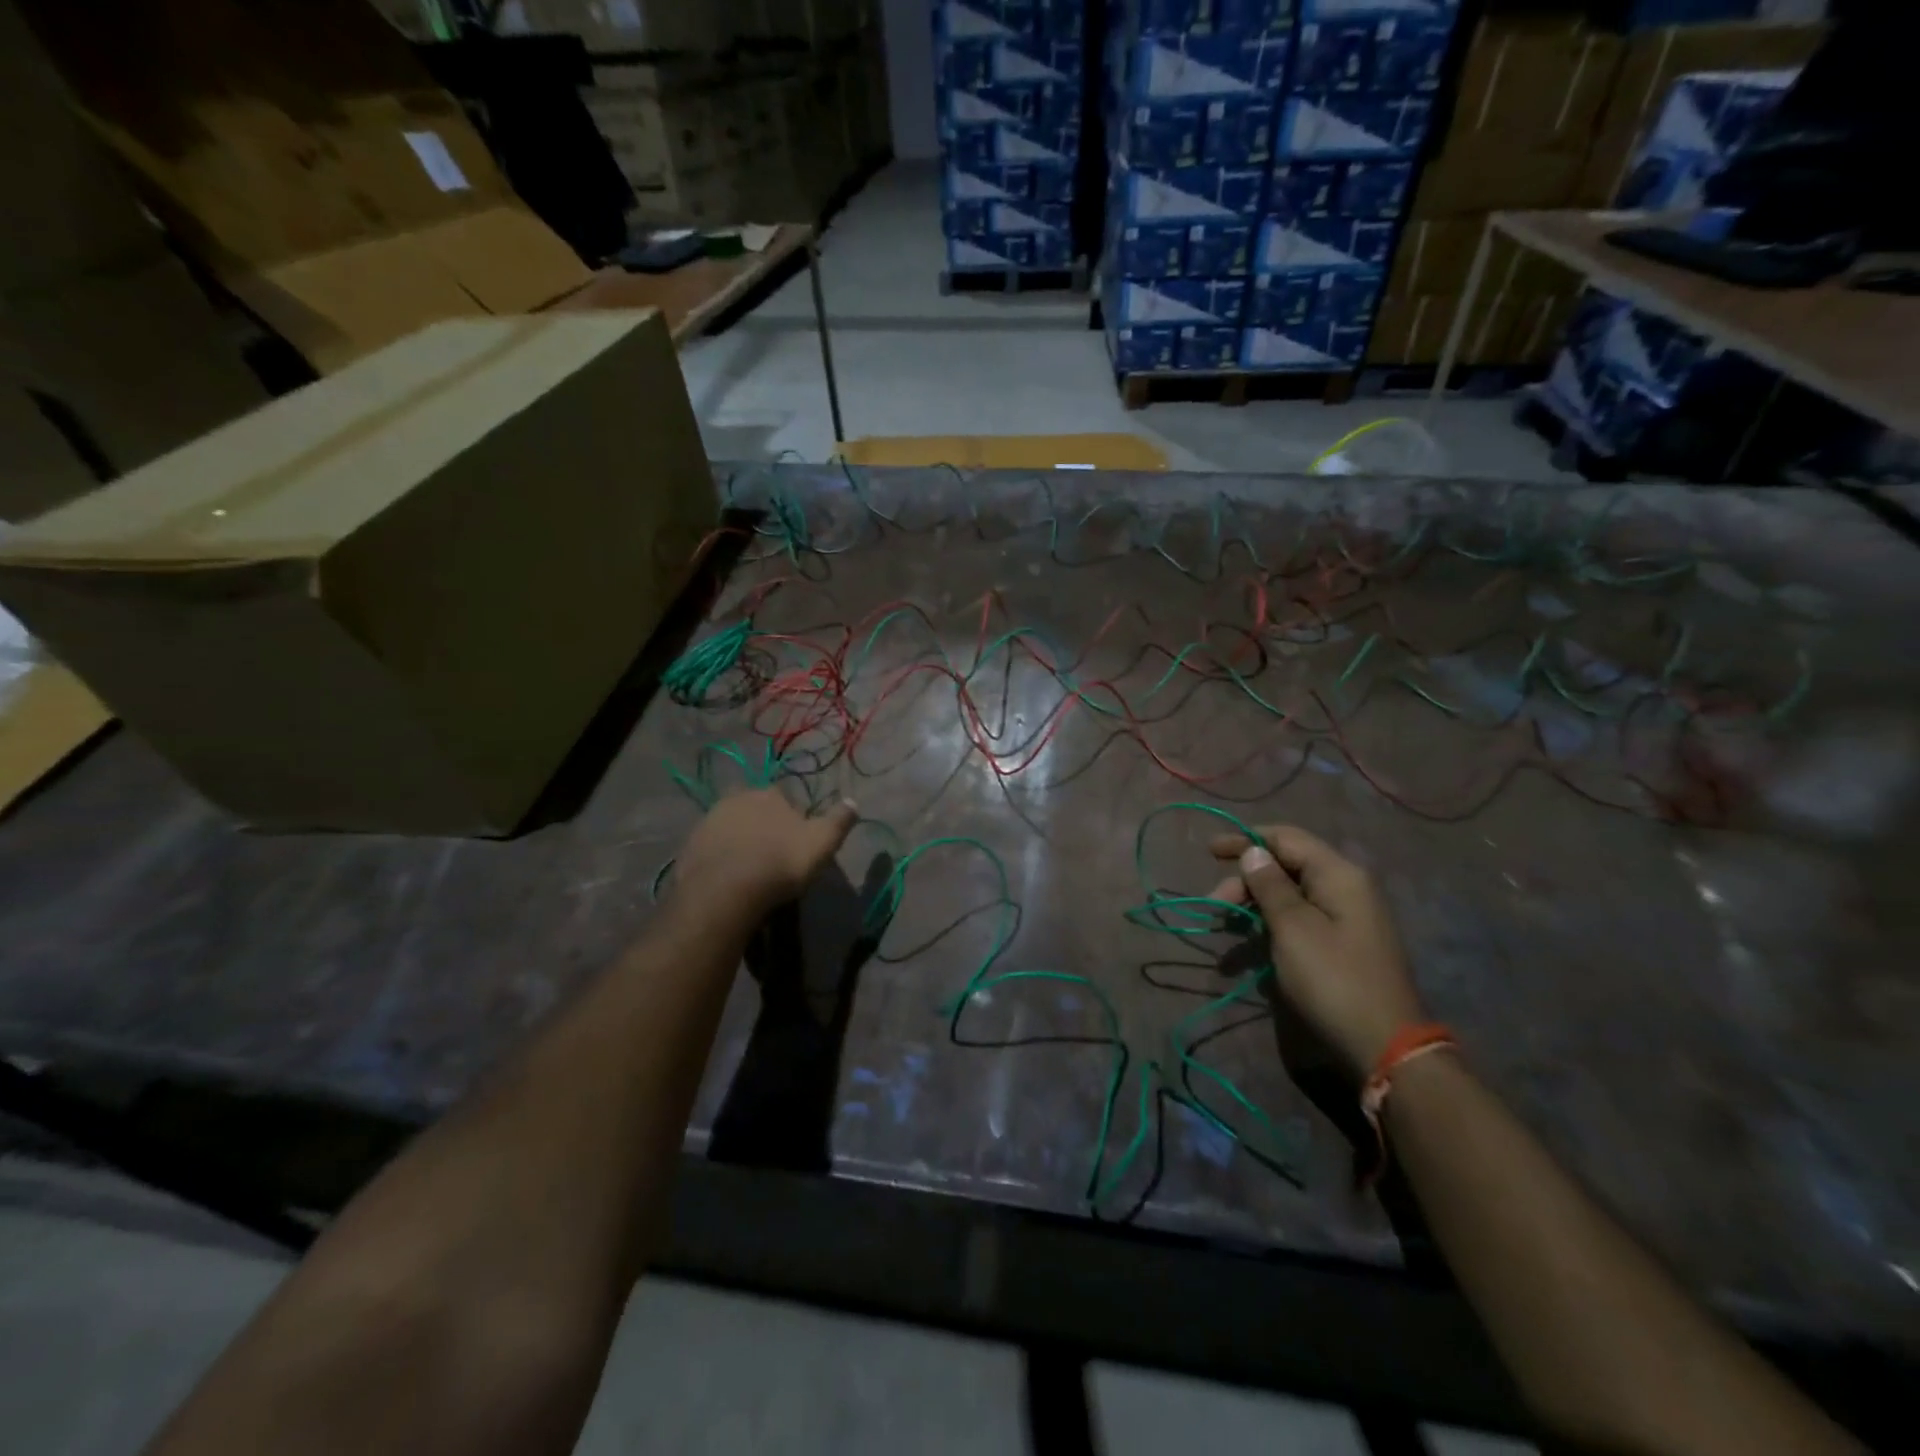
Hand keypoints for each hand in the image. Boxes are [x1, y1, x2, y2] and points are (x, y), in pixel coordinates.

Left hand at [673, 790, 857, 913]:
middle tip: (772, 856)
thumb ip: (839, 820)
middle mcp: (736, 799)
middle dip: (763, 827)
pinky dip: (720, 860)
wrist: (725, 891)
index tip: (796, 842)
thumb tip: (853, 802)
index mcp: (769, 794)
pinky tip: (729, 880)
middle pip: (754, 810)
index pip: (784, 798)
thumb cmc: (780, 862)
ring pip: (731, 828)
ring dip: (740, 842)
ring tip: (750, 871)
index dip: (792, 819)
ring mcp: (708, 821)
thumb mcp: (822, 842)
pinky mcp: (689, 847)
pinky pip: (711, 850)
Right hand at [1207, 825, 1424, 1074]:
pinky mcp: (1342, 944)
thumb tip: (1254, 851)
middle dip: (1245, 882)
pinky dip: (1270, 928)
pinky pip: (1299, 921)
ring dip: (1253, 908)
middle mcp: (1346, 888)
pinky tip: (1248, 951)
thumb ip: (1270, 885)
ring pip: (1289, 896)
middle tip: (1215, 907)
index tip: (1209, 851)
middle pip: (1286, 867)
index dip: (1246, 840)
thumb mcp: (1293, 928)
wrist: (1385, 1046)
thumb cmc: (1333, 980)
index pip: (1286, 838)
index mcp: (1338, 875)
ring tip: (1225, 932)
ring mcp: (1347, 918)